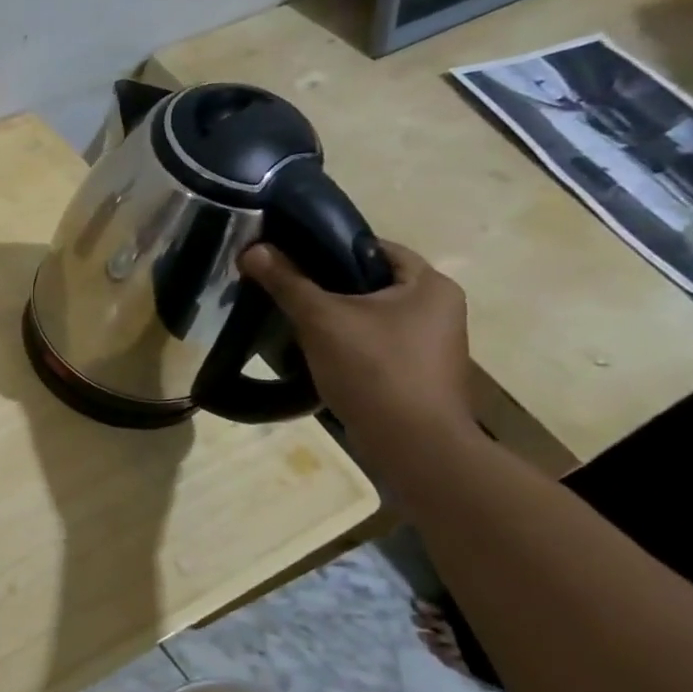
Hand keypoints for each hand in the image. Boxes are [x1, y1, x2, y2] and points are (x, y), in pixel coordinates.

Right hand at [239, 239, 472, 448]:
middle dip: (326, 285)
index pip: (375, 248)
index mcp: (430, 285)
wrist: (411, 444)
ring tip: (292, 320)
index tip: (290, 257)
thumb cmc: (373, 369)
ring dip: (334, 317)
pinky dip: (346, 343)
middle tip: (284, 288)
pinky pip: (374, 343)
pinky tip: (315, 352)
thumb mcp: (321, 319)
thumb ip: (287, 281)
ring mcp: (431, 344)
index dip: (329, 247)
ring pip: (371, 315)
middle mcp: (440, 309)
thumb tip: (252, 249)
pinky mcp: (417, 373)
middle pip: (370, 283)